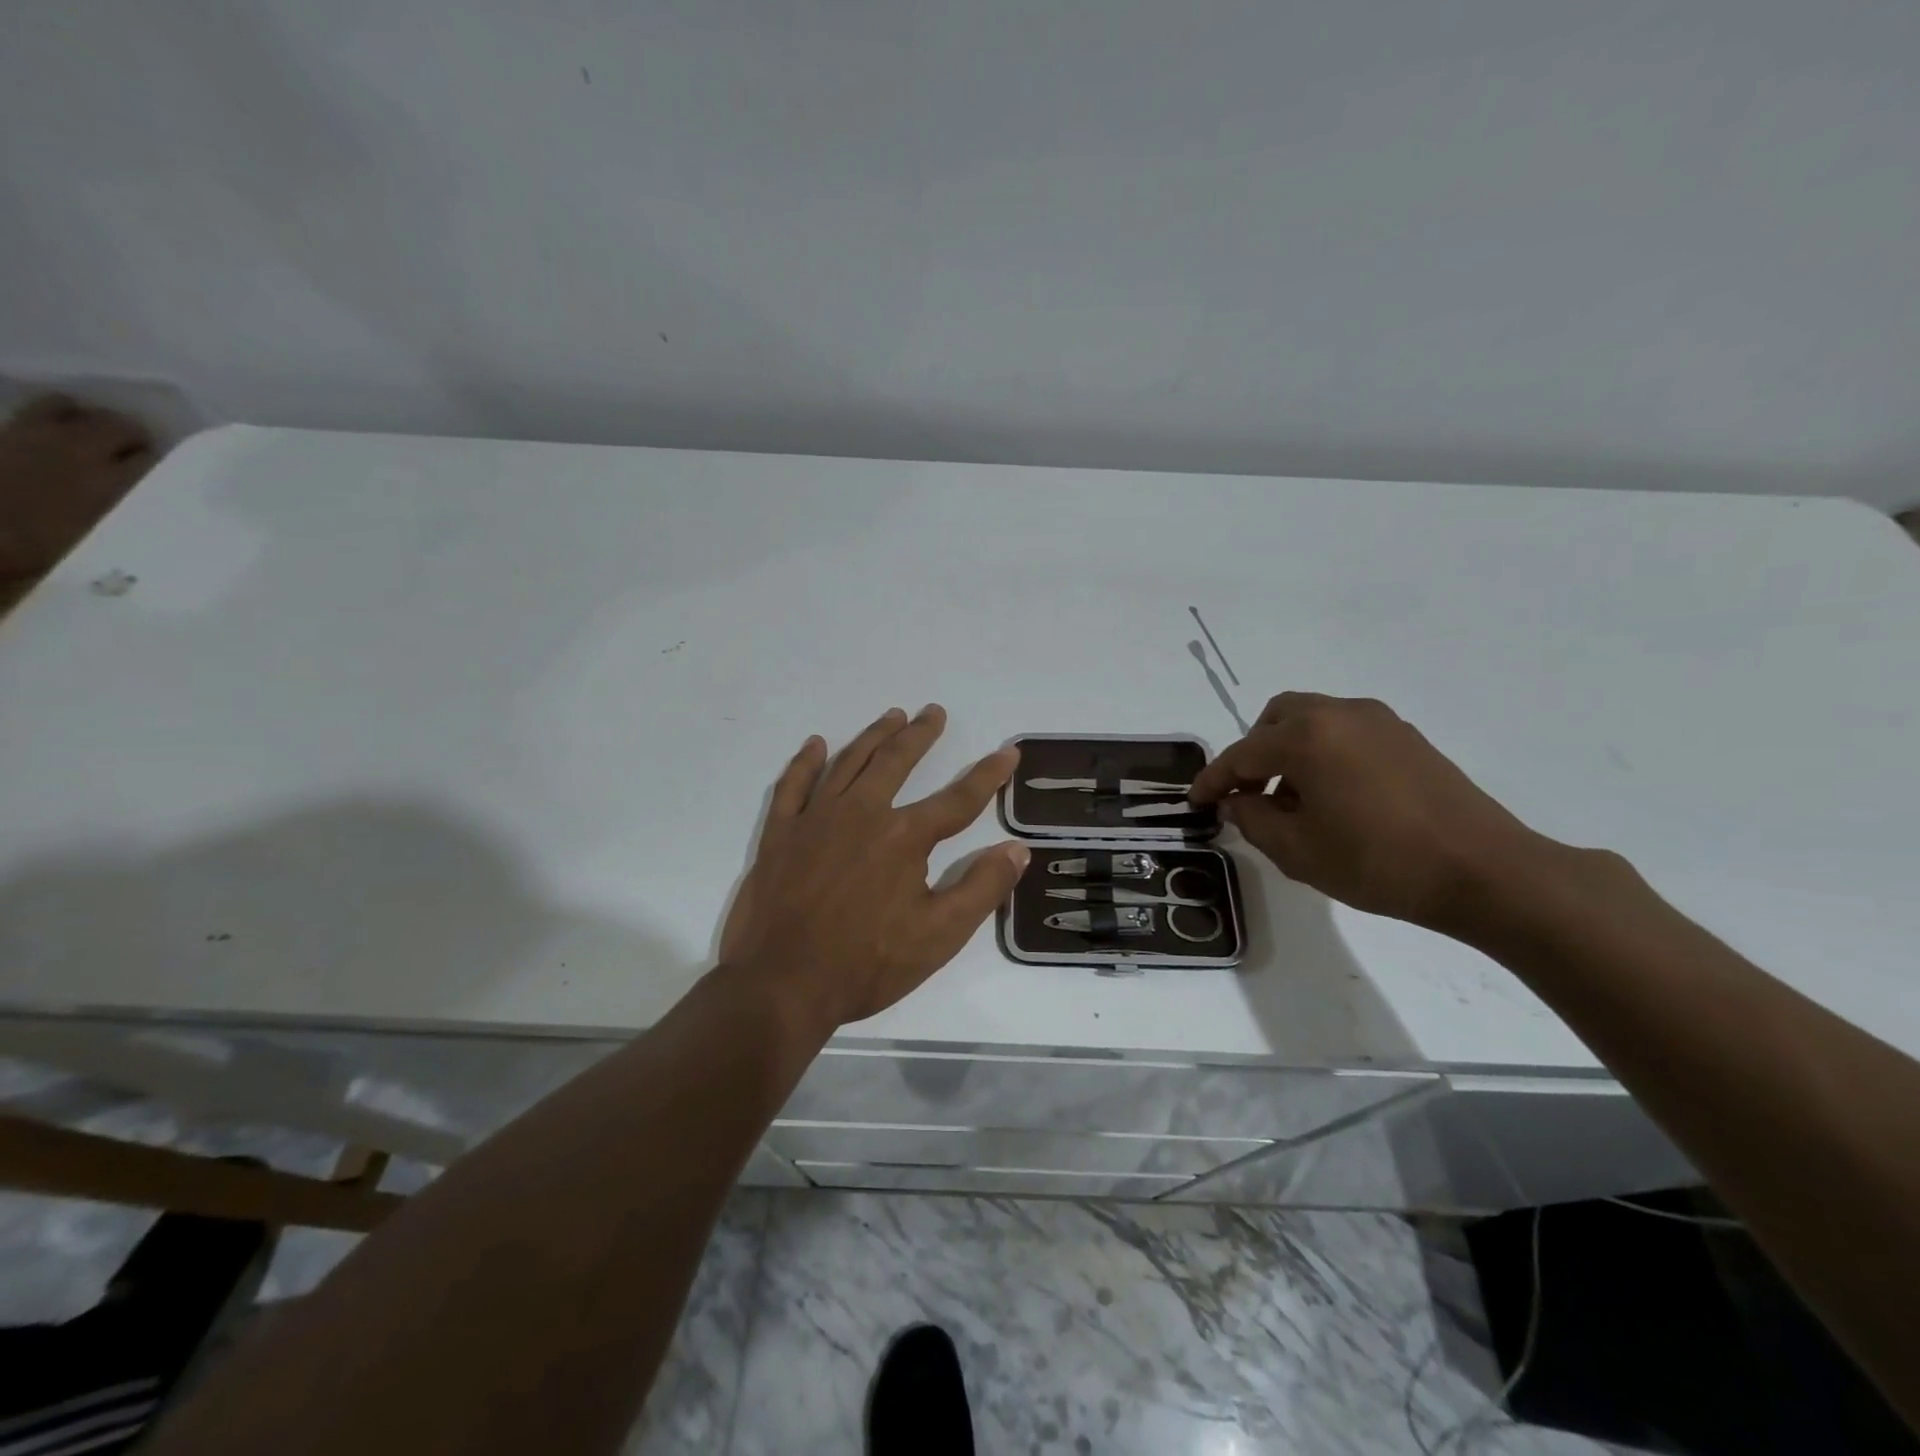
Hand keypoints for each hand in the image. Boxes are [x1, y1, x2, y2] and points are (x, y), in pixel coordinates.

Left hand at [720, 705, 1028, 1029]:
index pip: (958, 799)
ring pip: (848, 763)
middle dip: (920, 735)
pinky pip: (793, 786)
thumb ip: (981, 889)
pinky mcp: (780, 834)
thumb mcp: (938, 937)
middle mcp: (861, 814)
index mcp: (904, 837)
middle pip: (896, 761)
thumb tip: (1018, 850)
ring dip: (873, 736)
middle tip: (934, 712)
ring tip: (892, 716)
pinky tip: (815, 745)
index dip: (987, 775)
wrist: (780, 985)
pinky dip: (805, 762)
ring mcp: (815, 820)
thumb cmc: (865, 965)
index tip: (1008, 751)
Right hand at [1189, 692, 1544, 930]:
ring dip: (1288, 750)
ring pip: (1312, 720)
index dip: (1213, 780)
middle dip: (1252, 753)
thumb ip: (1253, 820)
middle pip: (1275, 720)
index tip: (1195, 802)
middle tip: (1248, 794)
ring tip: (1291, 799)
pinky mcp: (1407, 737)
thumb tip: (1236, 802)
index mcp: (1306, 737)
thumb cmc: (1378, 862)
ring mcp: (1378, 721)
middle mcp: (1339, 714)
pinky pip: (1345, 732)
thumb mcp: (1298, 851)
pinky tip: (1333, 795)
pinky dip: (1323, 752)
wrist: (1484, 871)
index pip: (1242, 755)